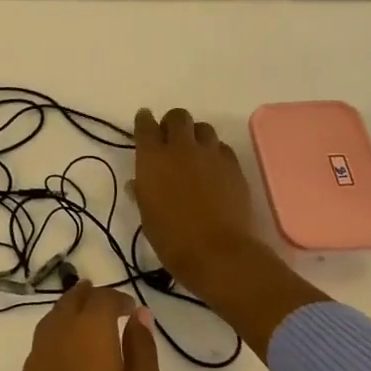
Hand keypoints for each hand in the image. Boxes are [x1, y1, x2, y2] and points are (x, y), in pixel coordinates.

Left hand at [3, 282, 164, 370]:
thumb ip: (142, 350)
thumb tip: (138, 316)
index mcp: (87, 334)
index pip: (101, 299)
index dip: (118, 298)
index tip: (132, 309)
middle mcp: (55, 339)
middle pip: (69, 304)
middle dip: (88, 298)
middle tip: (106, 303)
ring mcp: (34, 365)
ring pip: (49, 324)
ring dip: (67, 316)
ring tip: (85, 323)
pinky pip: (39, 351)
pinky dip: (54, 342)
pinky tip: (66, 360)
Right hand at [131, 107, 261, 293]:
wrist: (219, 253)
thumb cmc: (172, 239)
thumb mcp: (147, 216)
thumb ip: (142, 192)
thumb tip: (137, 183)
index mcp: (152, 158)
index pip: (145, 125)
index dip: (144, 120)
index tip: (145, 122)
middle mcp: (181, 147)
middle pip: (178, 117)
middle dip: (173, 123)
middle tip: (171, 139)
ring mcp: (210, 154)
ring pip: (203, 128)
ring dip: (196, 135)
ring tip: (195, 152)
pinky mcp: (234, 166)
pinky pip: (222, 148)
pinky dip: (216, 153)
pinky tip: (214, 169)